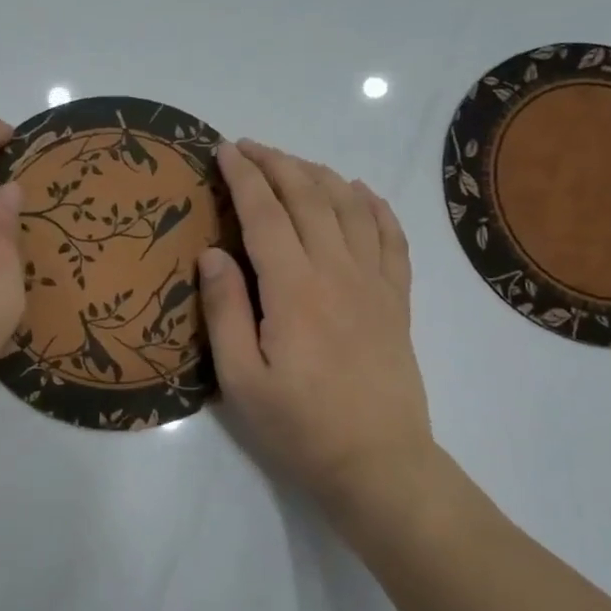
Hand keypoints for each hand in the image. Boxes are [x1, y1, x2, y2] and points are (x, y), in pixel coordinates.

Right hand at [198, 140, 439, 523]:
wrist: (378, 464)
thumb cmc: (299, 427)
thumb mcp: (241, 379)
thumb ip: (225, 310)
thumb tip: (212, 252)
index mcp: (294, 289)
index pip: (265, 213)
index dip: (244, 176)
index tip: (224, 150)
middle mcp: (338, 272)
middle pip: (309, 197)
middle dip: (277, 163)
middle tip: (249, 147)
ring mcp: (375, 283)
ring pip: (350, 207)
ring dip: (320, 175)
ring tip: (293, 163)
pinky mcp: (397, 300)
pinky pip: (391, 238)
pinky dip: (375, 206)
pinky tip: (361, 192)